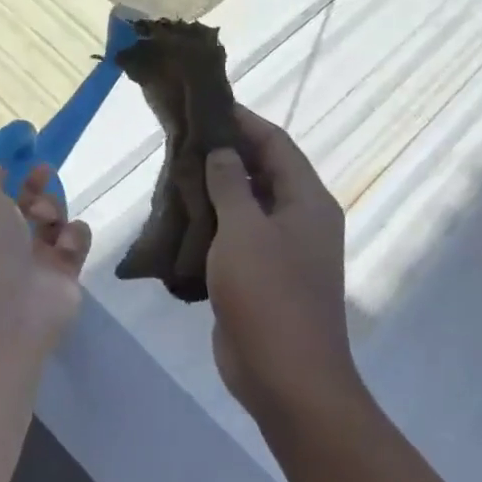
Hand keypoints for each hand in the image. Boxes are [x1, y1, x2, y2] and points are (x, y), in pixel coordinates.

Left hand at [0, 146, 91, 350]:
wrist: (13, 307)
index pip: (1, 197)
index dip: (12, 178)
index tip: (24, 160)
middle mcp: (11, 242)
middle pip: (31, 206)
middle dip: (37, 188)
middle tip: (43, 173)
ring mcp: (40, 259)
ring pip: (56, 220)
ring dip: (53, 210)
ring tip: (46, 219)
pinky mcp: (67, 273)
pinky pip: (77, 241)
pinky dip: (73, 237)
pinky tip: (64, 247)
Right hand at [203, 107, 356, 421]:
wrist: (286, 377)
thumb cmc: (268, 294)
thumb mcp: (244, 230)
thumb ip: (231, 184)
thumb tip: (224, 151)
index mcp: (307, 201)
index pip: (277, 144)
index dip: (244, 120)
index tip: (205, 105)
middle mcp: (300, 219)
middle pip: (264, 170)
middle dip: (225, 152)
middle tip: (181, 137)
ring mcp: (283, 250)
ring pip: (247, 204)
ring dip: (215, 187)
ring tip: (173, 170)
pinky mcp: (262, 275)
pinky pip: (237, 235)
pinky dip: (213, 220)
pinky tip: (180, 215)